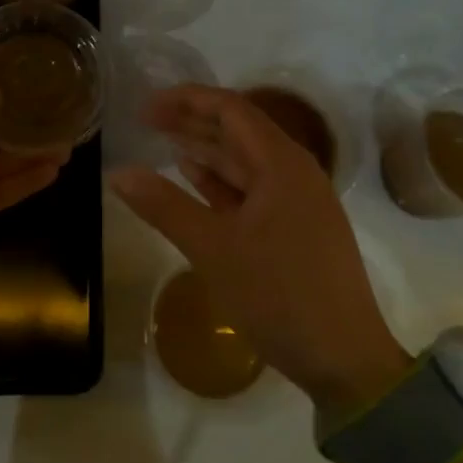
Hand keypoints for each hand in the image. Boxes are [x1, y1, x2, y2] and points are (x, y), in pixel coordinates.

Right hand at [111, 85, 408, 414]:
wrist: (344, 361)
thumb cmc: (279, 295)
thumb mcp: (213, 249)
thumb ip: (164, 206)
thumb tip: (118, 173)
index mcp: (282, 163)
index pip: (231, 109)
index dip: (186, 101)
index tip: (145, 107)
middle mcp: (294, 172)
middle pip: (238, 131)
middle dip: (192, 122)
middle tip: (146, 122)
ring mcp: (298, 201)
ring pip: (245, 162)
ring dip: (205, 151)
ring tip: (163, 144)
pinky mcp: (296, 228)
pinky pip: (253, 191)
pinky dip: (221, 183)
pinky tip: (194, 179)